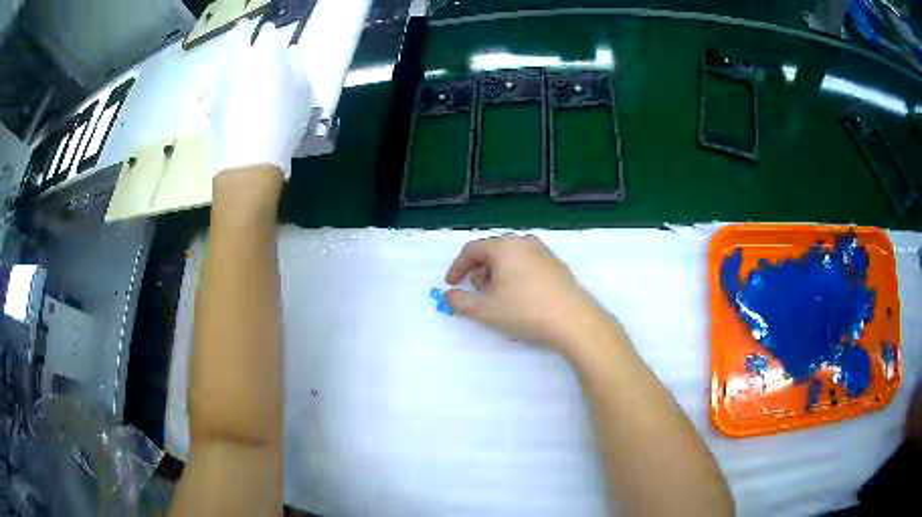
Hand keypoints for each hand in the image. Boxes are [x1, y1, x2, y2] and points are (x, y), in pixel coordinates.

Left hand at [210, 22, 314, 179]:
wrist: (249, 157)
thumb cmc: (284, 122)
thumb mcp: (303, 93)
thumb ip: (296, 67)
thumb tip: (290, 52)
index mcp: (266, 53)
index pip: (269, 33)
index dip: (272, 34)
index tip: (274, 36)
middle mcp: (241, 59)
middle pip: (239, 35)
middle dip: (243, 29)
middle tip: (244, 27)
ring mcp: (222, 78)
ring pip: (221, 55)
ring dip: (226, 48)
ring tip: (229, 47)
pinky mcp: (211, 98)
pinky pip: (206, 79)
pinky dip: (207, 74)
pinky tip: (208, 73)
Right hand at [444, 234, 612, 355]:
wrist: (573, 320)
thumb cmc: (524, 311)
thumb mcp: (485, 310)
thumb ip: (460, 302)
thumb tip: (448, 295)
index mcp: (504, 246)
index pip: (472, 250)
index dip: (457, 267)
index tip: (451, 284)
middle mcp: (524, 242)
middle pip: (492, 251)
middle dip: (479, 271)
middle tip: (477, 292)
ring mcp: (544, 252)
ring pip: (511, 257)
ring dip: (497, 274)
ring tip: (498, 297)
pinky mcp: (557, 265)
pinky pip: (527, 264)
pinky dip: (515, 275)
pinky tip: (520, 297)